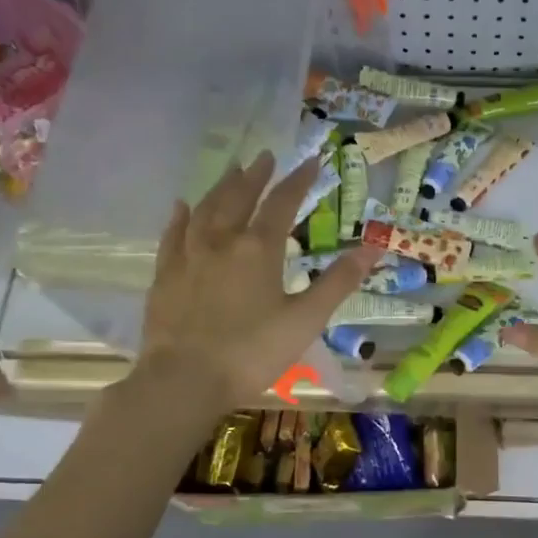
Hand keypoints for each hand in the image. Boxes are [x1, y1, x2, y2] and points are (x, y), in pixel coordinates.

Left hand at [135, 152, 376, 405]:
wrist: (184, 380)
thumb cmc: (252, 353)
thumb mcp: (305, 320)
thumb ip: (338, 282)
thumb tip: (373, 247)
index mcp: (258, 250)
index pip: (282, 203)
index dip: (299, 181)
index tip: (312, 162)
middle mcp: (221, 241)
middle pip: (239, 197)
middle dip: (256, 176)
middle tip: (266, 156)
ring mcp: (188, 256)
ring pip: (205, 209)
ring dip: (221, 187)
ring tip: (232, 170)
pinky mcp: (165, 276)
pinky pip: (173, 235)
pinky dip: (181, 217)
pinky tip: (182, 206)